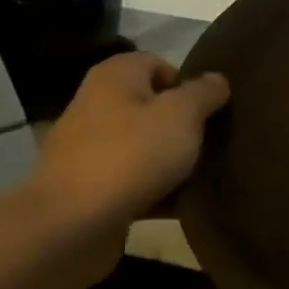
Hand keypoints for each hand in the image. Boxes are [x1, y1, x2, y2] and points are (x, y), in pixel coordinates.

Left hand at [27, 53, 229, 268]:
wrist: (72, 225)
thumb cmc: (132, 155)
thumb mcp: (183, 115)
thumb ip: (205, 92)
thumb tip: (216, 79)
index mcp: (114, 77)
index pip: (158, 64)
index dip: (187, 84)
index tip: (209, 110)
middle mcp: (95, 105)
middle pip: (152, 106)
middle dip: (182, 124)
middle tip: (209, 141)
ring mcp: (87, 148)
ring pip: (143, 144)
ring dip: (171, 158)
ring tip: (199, 174)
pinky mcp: (87, 187)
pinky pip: (133, 179)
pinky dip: (155, 187)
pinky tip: (179, 202)